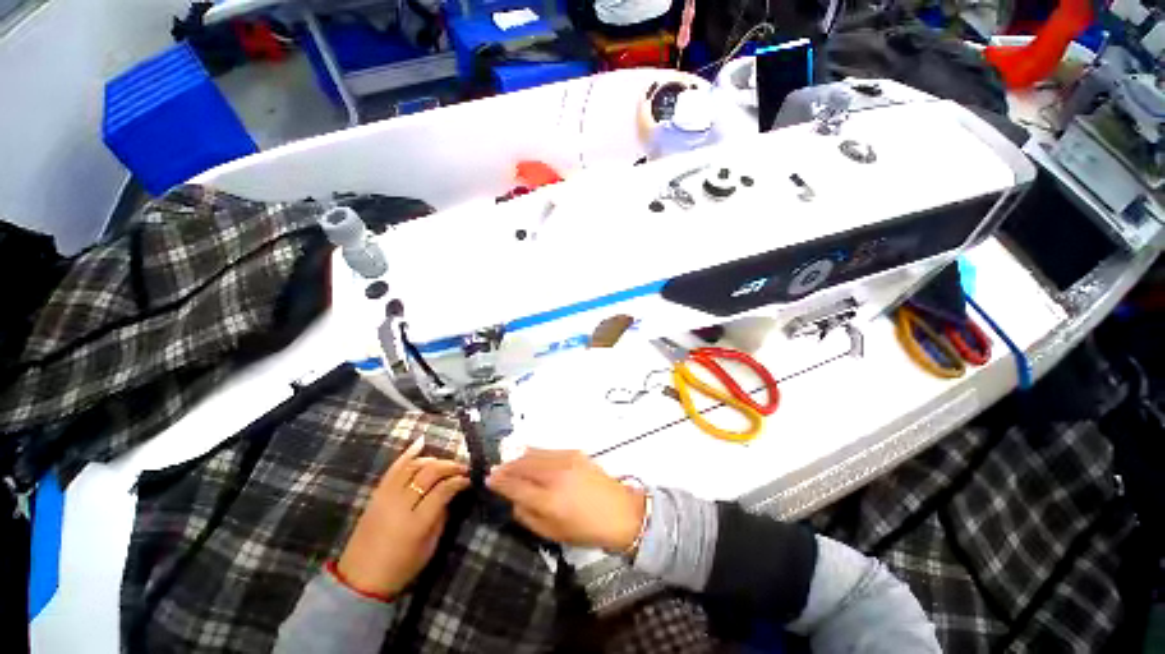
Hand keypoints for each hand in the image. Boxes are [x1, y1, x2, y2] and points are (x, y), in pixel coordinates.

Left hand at [336, 437, 470, 597]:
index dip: (459, 481)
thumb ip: (441, 517)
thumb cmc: (400, 568)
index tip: (469, 479)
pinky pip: (393, 469)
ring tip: (445, 463)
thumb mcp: (429, 547)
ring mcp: (385, 498)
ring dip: (433, 460)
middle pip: (429, 473)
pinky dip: (407, 454)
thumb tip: (451, 494)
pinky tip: (420, 443)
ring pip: (413, 467)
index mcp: (416, 523)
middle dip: (449, 466)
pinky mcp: (376, 495)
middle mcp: (400, 505)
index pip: (443, 490)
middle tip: (462, 468)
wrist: (359, 580)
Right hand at [487, 449, 644, 552]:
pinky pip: (547, 450)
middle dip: (506, 467)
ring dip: (518, 458)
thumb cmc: (586, 529)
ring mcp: (565, 460)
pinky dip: (534, 453)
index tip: (488, 479)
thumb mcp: (552, 533)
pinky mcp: (574, 452)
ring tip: (509, 464)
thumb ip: (527, 516)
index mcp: (548, 500)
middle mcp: (555, 475)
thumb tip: (513, 500)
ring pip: (533, 453)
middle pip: (522, 465)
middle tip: (496, 471)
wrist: (620, 512)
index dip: (499, 482)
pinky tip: (529, 457)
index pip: (515, 486)